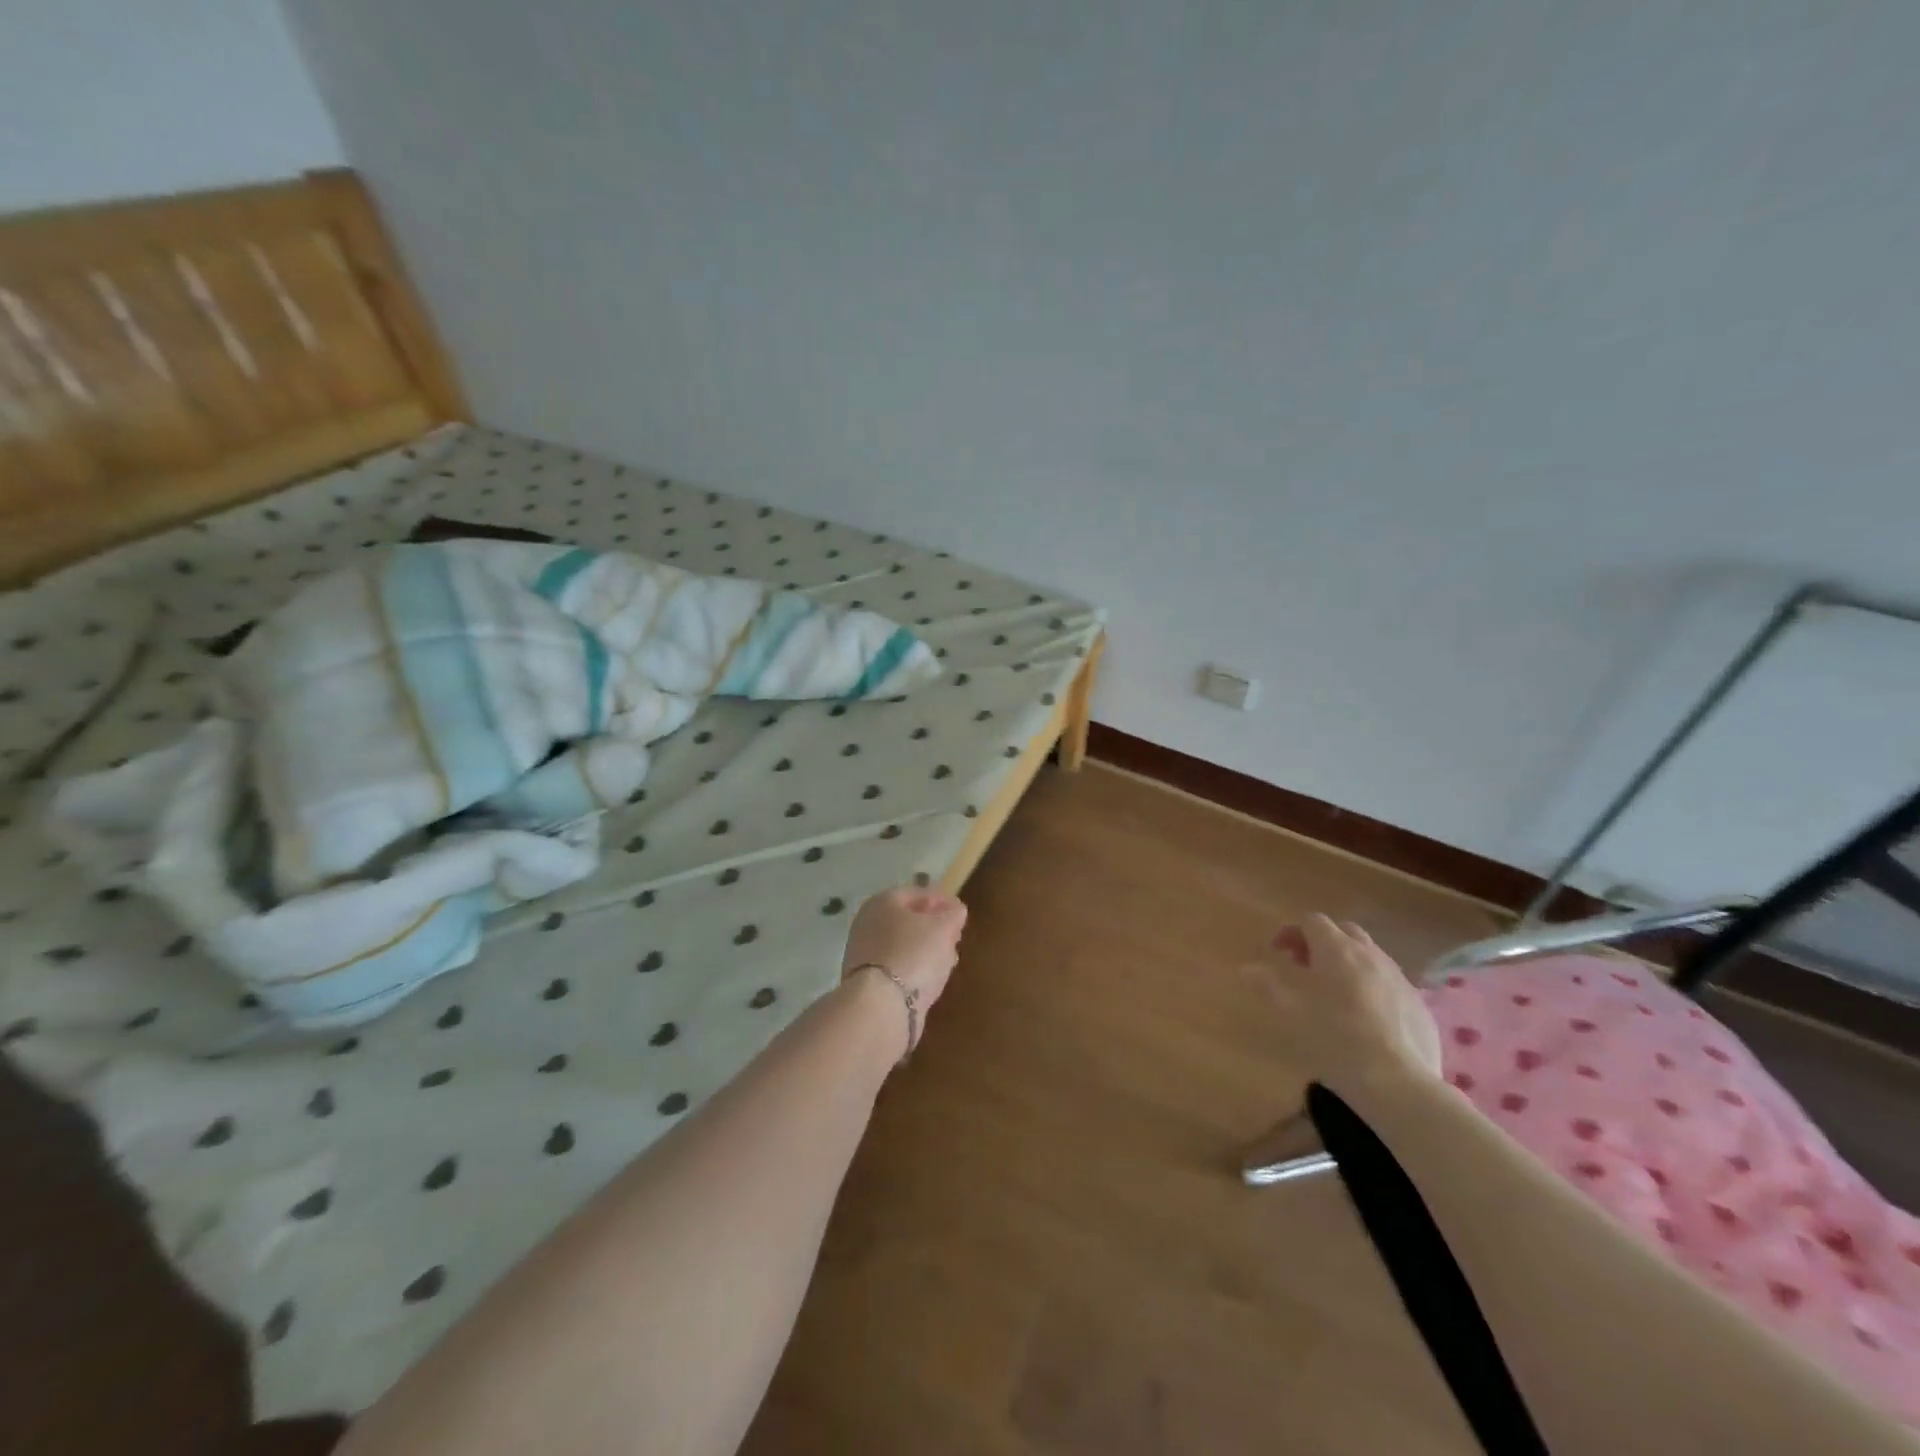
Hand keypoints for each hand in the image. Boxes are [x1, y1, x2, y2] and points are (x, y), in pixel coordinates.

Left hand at [841, 886, 967, 1013]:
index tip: (961, 912)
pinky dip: (915, 968)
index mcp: (883, 902)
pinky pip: (898, 967)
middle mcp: (868, 923)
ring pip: (903, 944)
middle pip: (907, 919)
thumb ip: (952, 915)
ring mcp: (865, 953)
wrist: (879, 1004)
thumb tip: (956, 910)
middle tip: (955, 935)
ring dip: (926, 949)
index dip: (942, 899)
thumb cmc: (913, 954)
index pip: (917, 893)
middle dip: (933, 926)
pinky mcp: (867, 981)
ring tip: (948, 958)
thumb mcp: (943, 928)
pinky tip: (931, 978)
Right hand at [1249, 915, 1441, 1087]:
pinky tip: (1365, 1018)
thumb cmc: (1334, 1040)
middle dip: (1322, 942)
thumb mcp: (1290, 1013)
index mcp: (1336, 950)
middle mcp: (1370, 955)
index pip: (1312, 921)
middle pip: (1344, 932)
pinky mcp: (1419, 1004)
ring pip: (1371, 955)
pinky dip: (1372, 986)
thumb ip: (1267, 985)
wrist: (1398, 1083)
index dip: (1292, 932)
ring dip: (1349, 963)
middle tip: (1305, 968)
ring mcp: (1399, 978)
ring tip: (1334, 993)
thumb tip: (1247, 968)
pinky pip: (1390, 982)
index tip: (1278, 954)